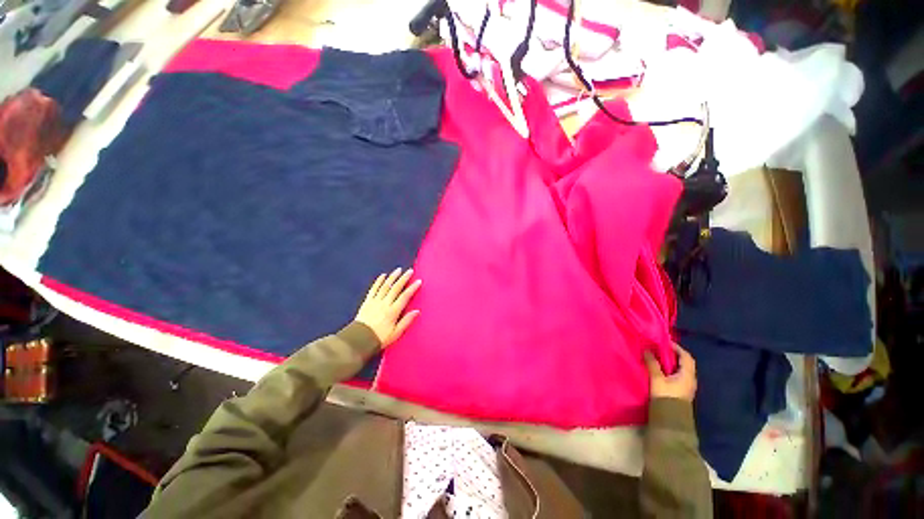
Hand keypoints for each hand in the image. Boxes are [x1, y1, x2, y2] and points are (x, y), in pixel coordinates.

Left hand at [355, 268, 421, 347]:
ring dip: (392, 277)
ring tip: (398, 270)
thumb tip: (417, 311)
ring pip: (385, 286)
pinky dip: (378, 281)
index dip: (412, 288)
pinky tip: (383, 276)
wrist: (359, 340)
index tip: (418, 281)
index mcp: (393, 311)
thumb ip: (406, 321)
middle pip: (396, 288)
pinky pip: (374, 289)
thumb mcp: (396, 333)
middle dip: (404, 278)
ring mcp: (375, 301)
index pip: (405, 296)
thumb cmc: (380, 338)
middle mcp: (385, 303)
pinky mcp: (367, 301)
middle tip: (410, 271)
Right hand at [644, 343, 696, 401]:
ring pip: (681, 370)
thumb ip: (652, 364)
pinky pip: (678, 376)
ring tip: (658, 358)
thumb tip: (647, 349)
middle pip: (685, 363)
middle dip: (674, 354)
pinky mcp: (682, 392)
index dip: (677, 348)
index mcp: (687, 375)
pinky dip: (671, 370)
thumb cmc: (666, 396)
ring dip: (672, 363)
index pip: (686, 357)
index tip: (665, 342)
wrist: (670, 420)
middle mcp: (690, 380)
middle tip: (660, 349)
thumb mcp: (657, 378)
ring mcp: (687, 387)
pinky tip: (661, 371)